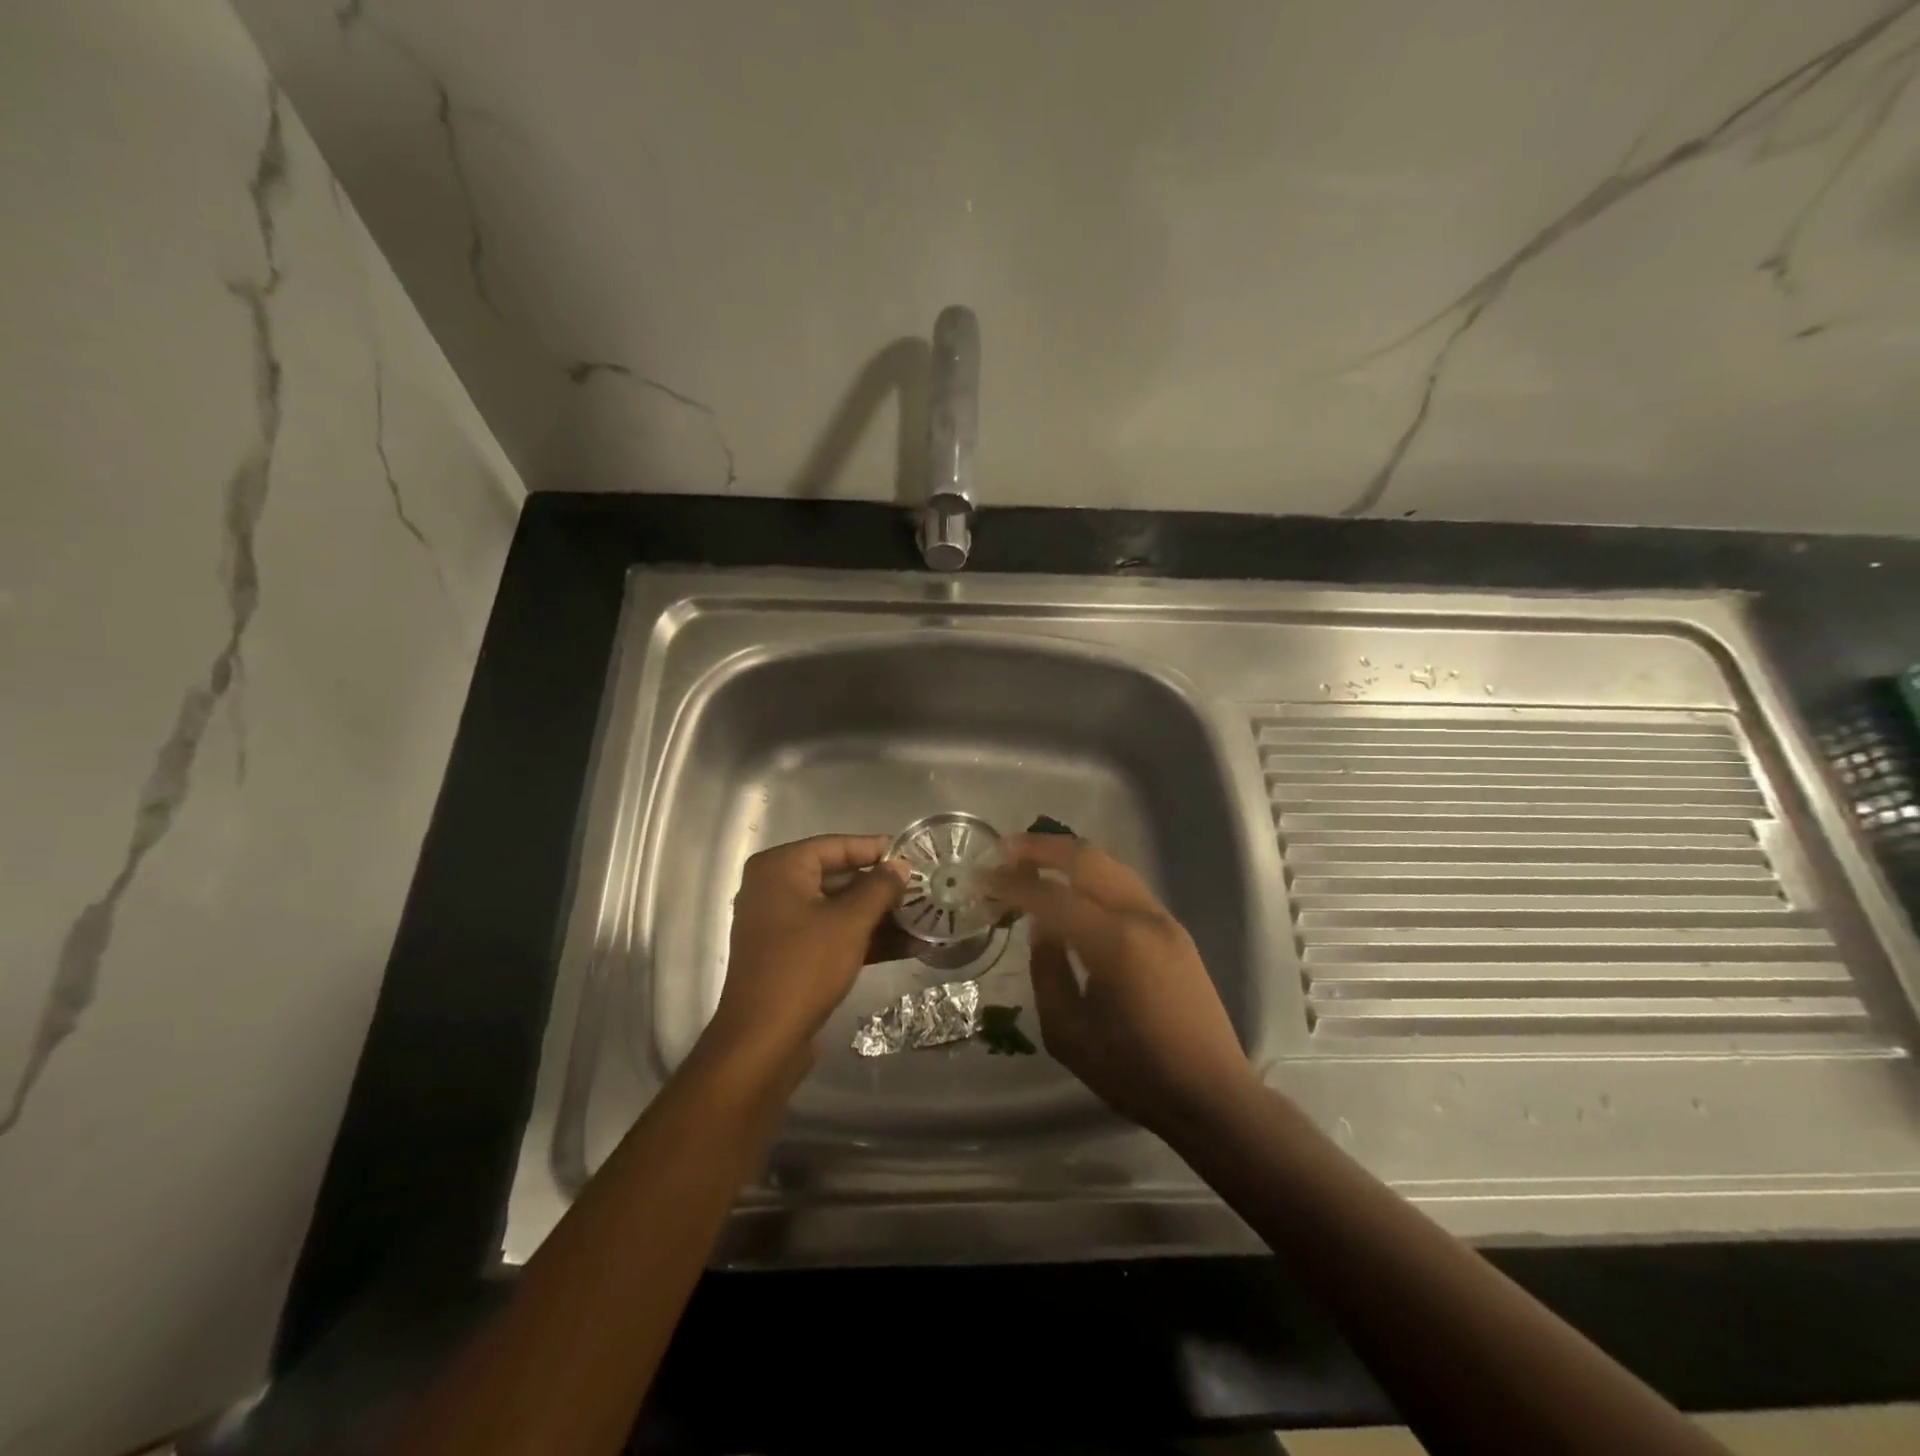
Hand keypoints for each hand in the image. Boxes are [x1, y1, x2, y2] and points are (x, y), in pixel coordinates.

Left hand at [709, 835, 908, 1067]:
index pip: (836, 846)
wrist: (763, 1039)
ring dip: (879, 916)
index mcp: (780, 868)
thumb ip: (879, 887)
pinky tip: (908, 947)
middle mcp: (775, 888)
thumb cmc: (805, 966)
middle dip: (882, 888)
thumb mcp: (850, 922)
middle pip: (838, 877)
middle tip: (923, 888)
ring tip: (924, 918)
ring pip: (838, 909)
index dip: (877, 849)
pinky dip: (864, 939)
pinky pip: (832, 935)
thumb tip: (901, 865)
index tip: (913, 855)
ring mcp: (781, 924)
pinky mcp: (790, 955)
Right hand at [990, 833, 1254, 1140]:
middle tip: (1004, 849)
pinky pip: (1125, 886)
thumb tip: (1042, 926)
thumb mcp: (1068, 1033)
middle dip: (1042, 848)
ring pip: (1110, 866)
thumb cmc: (1133, 1073)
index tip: (982, 879)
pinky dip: (1092, 875)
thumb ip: (1047, 970)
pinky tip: (1072, 887)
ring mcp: (1163, 919)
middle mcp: (1142, 916)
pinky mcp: (1174, 930)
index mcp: (1114, 943)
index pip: (1052, 896)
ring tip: (1032, 859)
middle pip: (1087, 859)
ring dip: (1069, 857)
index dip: (1012, 884)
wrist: (1211, 1096)